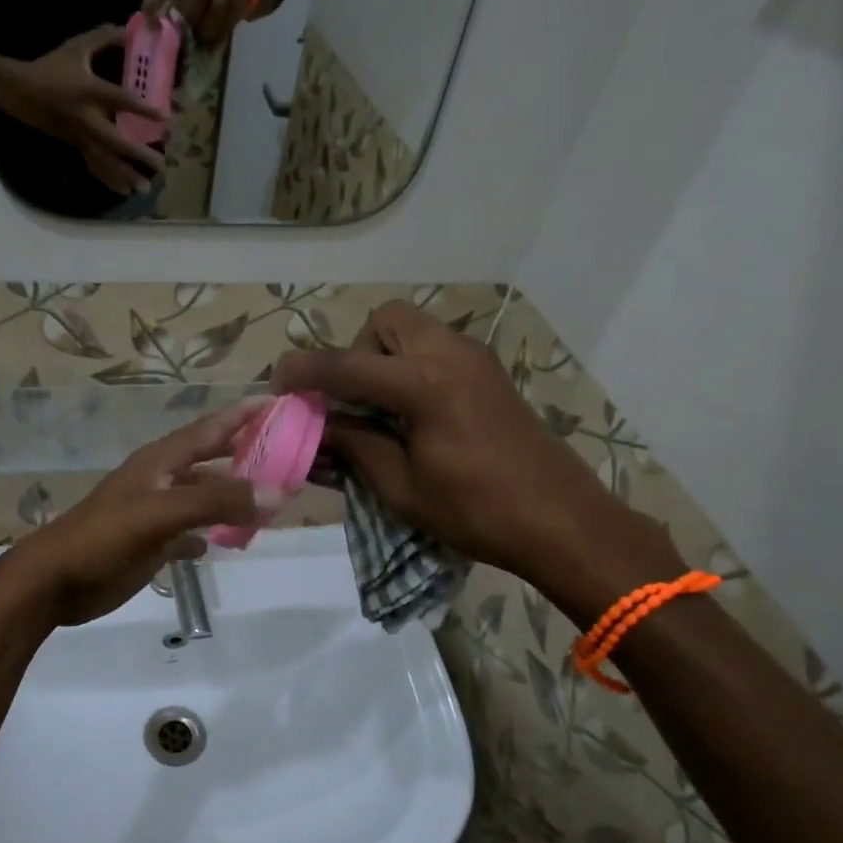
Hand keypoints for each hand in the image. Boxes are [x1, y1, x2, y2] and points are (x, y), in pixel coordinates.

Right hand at [0, 28, 166, 196]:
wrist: (20, 91)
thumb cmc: (51, 67)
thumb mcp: (76, 47)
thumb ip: (104, 38)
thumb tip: (130, 31)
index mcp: (89, 91)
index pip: (121, 100)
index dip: (143, 108)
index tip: (166, 118)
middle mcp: (87, 118)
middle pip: (116, 141)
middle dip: (138, 154)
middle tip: (160, 163)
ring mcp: (81, 136)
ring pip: (105, 161)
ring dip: (126, 175)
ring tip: (145, 188)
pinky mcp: (75, 146)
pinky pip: (94, 166)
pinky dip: (109, 181)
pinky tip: (125, 192)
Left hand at [0, 400, 274, 628]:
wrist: (54, 582)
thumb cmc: (104, 538)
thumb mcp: (160, 513)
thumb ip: (216, 502)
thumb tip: (276, 492)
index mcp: (162, 460)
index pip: (212, 427)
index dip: (246, 413)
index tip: (284, 403)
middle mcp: (163, 479)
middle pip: (213, 459)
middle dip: (249, 455)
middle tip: (293, 456)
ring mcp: (157, 511)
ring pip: (206, 496)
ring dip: (235, 497)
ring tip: (274, 503)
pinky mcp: (153, 542)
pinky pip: (193, 530)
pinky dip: (213, 532)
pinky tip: (231, 541)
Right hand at [273, 303, 683, 624]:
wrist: (564, 521)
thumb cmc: (477, 511)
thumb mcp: (402, 487)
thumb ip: (354, 445)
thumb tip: (317, 426)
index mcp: (424, 384)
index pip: (345, 366)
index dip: (303, 372)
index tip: (278, 383)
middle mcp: (448, 354)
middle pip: (384, 321)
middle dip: (354, 352)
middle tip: (351, 400)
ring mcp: (473, 359)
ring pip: (411, 329)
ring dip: (382, 357)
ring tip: (380, 409)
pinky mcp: (487, 372)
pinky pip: (434, 348)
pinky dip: (410, 366)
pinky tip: (412, 414)